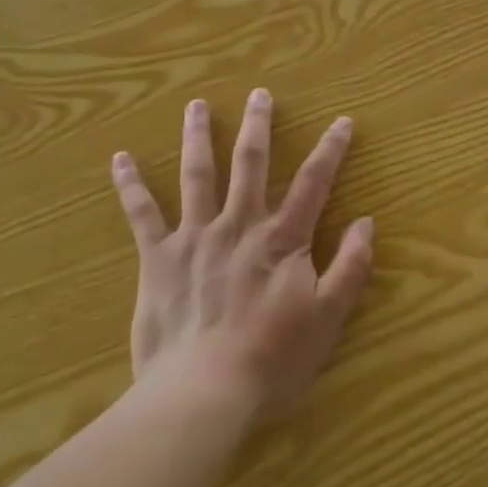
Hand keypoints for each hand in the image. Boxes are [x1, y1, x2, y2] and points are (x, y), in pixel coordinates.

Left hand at [112, 89, 374, 421]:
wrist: (203, 392)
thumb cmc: (272, 358)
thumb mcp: (328, 317)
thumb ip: (350, 267)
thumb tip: (367, 222)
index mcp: (282, 239)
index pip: (314, 183)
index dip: (331, 150)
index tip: (341, 121)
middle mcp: (239, 225)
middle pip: (250, 164)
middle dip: (258, 126)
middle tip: (259, 94)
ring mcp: (195, 237)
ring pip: (197, 175)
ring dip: (197, 137)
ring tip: (196, 106)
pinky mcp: (158, 258)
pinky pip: (142, 215)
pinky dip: (130, 185)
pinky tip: (120, 159)